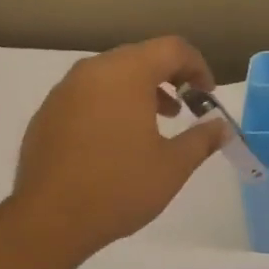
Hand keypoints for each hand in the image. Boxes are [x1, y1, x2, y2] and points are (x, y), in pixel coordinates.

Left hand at [9, 36, 227, 264]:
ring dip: (140, 90)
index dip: (197, 66)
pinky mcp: (47, 114)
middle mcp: (92, 72)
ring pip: (111, 74)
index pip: (172, 48)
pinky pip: (87, 95)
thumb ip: (202, 139)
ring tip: (156, 123)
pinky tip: (117, 141)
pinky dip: (111, 104)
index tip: (207, 96)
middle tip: (187, 107)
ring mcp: (64, 92)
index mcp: (126, 74)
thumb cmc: (119, 187)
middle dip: (169, 77)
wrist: (49, 220)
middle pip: (140, 56)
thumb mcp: (173, 166)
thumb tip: (221, 127)